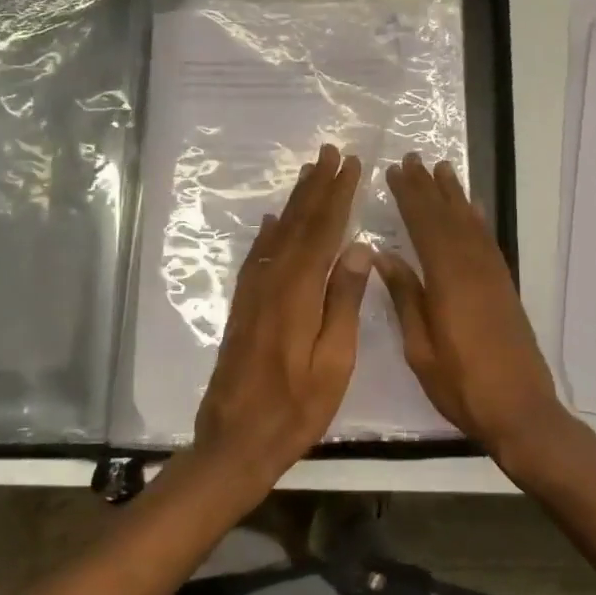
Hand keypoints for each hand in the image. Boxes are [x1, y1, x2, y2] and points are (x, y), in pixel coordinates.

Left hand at [193, 143, 373, 489]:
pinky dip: (269, 234)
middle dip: (317, 187)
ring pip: (278, 235)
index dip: (338, 195)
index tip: (351, 165)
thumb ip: (345, 302)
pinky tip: (272, 222)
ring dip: (295, 202)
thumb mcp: (335, 362)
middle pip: (298, 224)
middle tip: (331, 154)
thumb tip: (360, 248)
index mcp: (299, 292)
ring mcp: (254, 293)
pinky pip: (258, 257)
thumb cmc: (296, 408)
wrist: (235, 441)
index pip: (324, 231)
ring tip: (309, 174)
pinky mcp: (244, 307)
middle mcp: (273, 281)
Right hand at [377, 153, 569, 462]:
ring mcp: (492, 275)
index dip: (409, 197)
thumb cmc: (461, 384)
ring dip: (455, 195)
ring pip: (470, 224)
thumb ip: (405, 297)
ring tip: (442, 170)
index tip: (394, 172)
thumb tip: (383, 255)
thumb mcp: (420, 348)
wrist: (520, 409)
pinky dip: (477, 219)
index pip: (424, 226)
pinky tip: (473, 209)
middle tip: (413, 159)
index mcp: (447, 281)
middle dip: (428, 187)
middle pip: (447, 217)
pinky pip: (488, 241)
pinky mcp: (504, 286)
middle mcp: (472, 268)